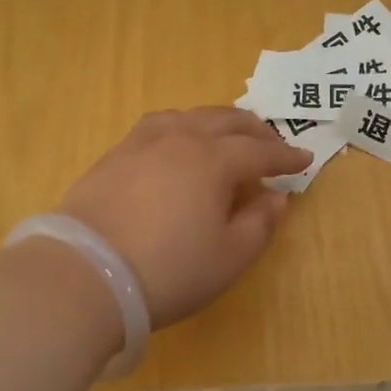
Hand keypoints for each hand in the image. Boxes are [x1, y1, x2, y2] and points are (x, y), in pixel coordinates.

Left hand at [58, 108, 311, 327]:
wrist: (85, 274)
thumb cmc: (169, 270)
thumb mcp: (229, 257)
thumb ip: (260, 224)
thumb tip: (276, 198)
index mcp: (214, 160)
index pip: (259, 152)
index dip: (285, 157)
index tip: (305, 159)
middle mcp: (180, 139)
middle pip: (225, 122)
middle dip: (255, 130)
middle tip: (272, 142)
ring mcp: (142, 143)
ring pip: (189, 116)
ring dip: (216, 122)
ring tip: (226, 134)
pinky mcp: (113, 155)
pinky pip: (158, 126)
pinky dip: (181, 127)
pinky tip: (177, 142)